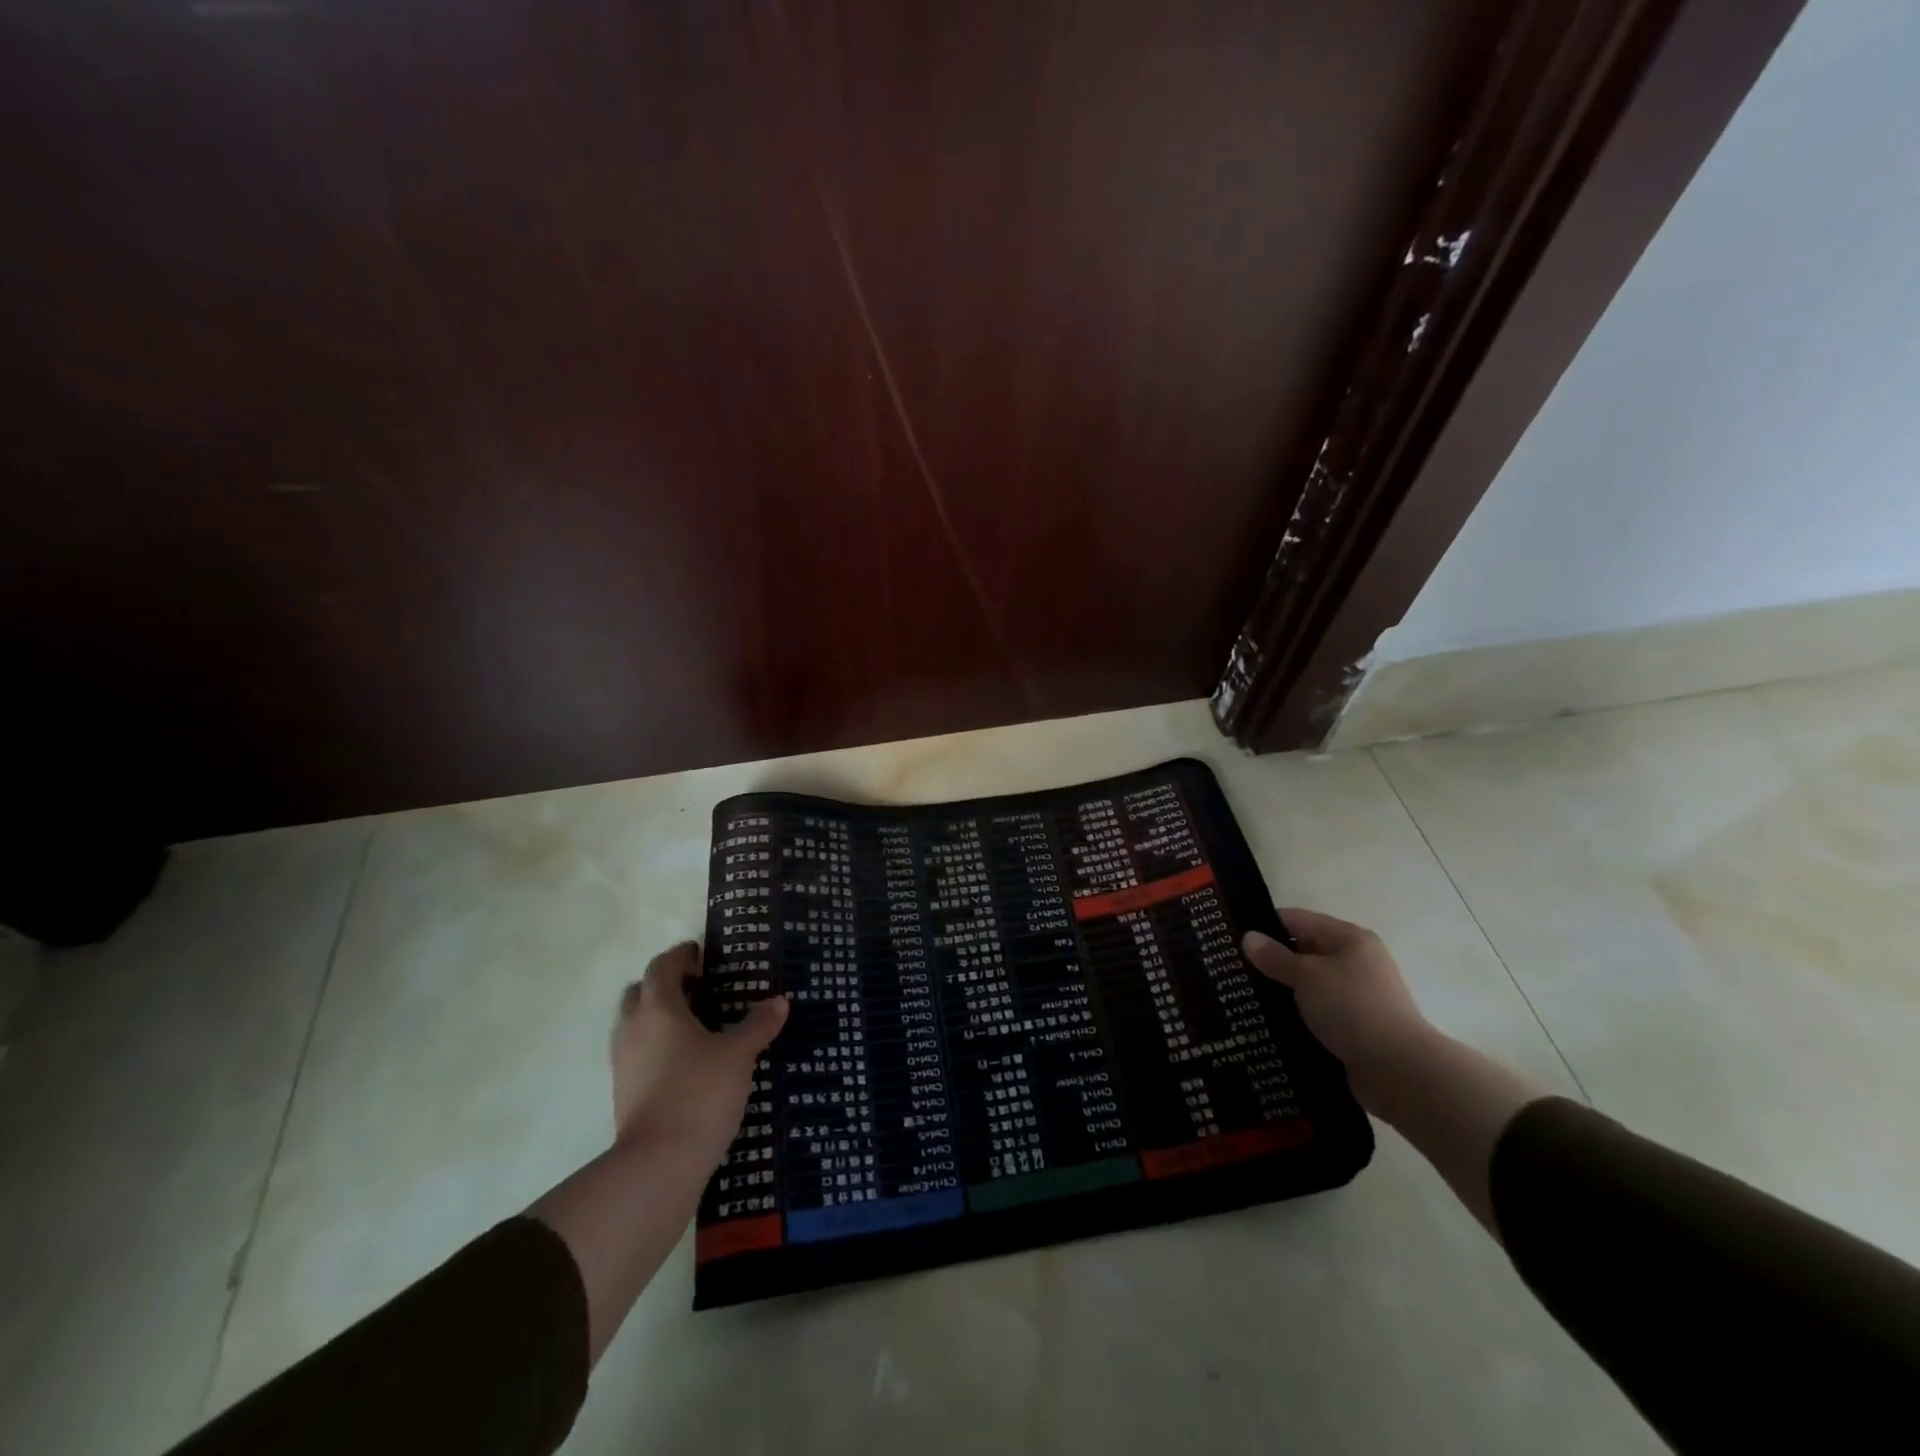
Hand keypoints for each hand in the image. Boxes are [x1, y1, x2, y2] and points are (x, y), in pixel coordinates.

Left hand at [611, 941, 787, 1162]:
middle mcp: (633, 1029)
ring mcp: (624, 1062)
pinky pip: (638, 1053)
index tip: (702, 956)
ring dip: (659, 1017)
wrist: (658, 1165)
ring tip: (697, 1027)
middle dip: (666, 985)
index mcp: (658, 1008)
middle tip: (699, 990)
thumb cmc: (700, 1093)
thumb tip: (779, 1001)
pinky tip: (687, 1062)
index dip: (681, 956)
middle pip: (641, 991)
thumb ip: (758, 1025)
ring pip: (636, 1024)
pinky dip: (657, 1047)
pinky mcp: (624, 1092)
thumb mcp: (739, 1055)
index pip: (662, 967)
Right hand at [1243, 908, 1433, 1106]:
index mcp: (1350, 939)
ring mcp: (1357, 996)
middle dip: (1272, 959)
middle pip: (1305, 951)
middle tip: (1232, 966)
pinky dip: (1296, 1014)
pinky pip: (1317, 1012)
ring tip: (1242, 994)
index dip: (1266, 924)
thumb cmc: (1352, 1008)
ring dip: (1282, 989)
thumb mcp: (1306, 976)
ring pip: (1309, 985)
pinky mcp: (1355, 1027)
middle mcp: (1357, 962)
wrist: (1399, 1070)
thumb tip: (1248, 937)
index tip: (1233, 934)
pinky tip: (1268, 1020)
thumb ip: (1275, 957)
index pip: (1298, 920)